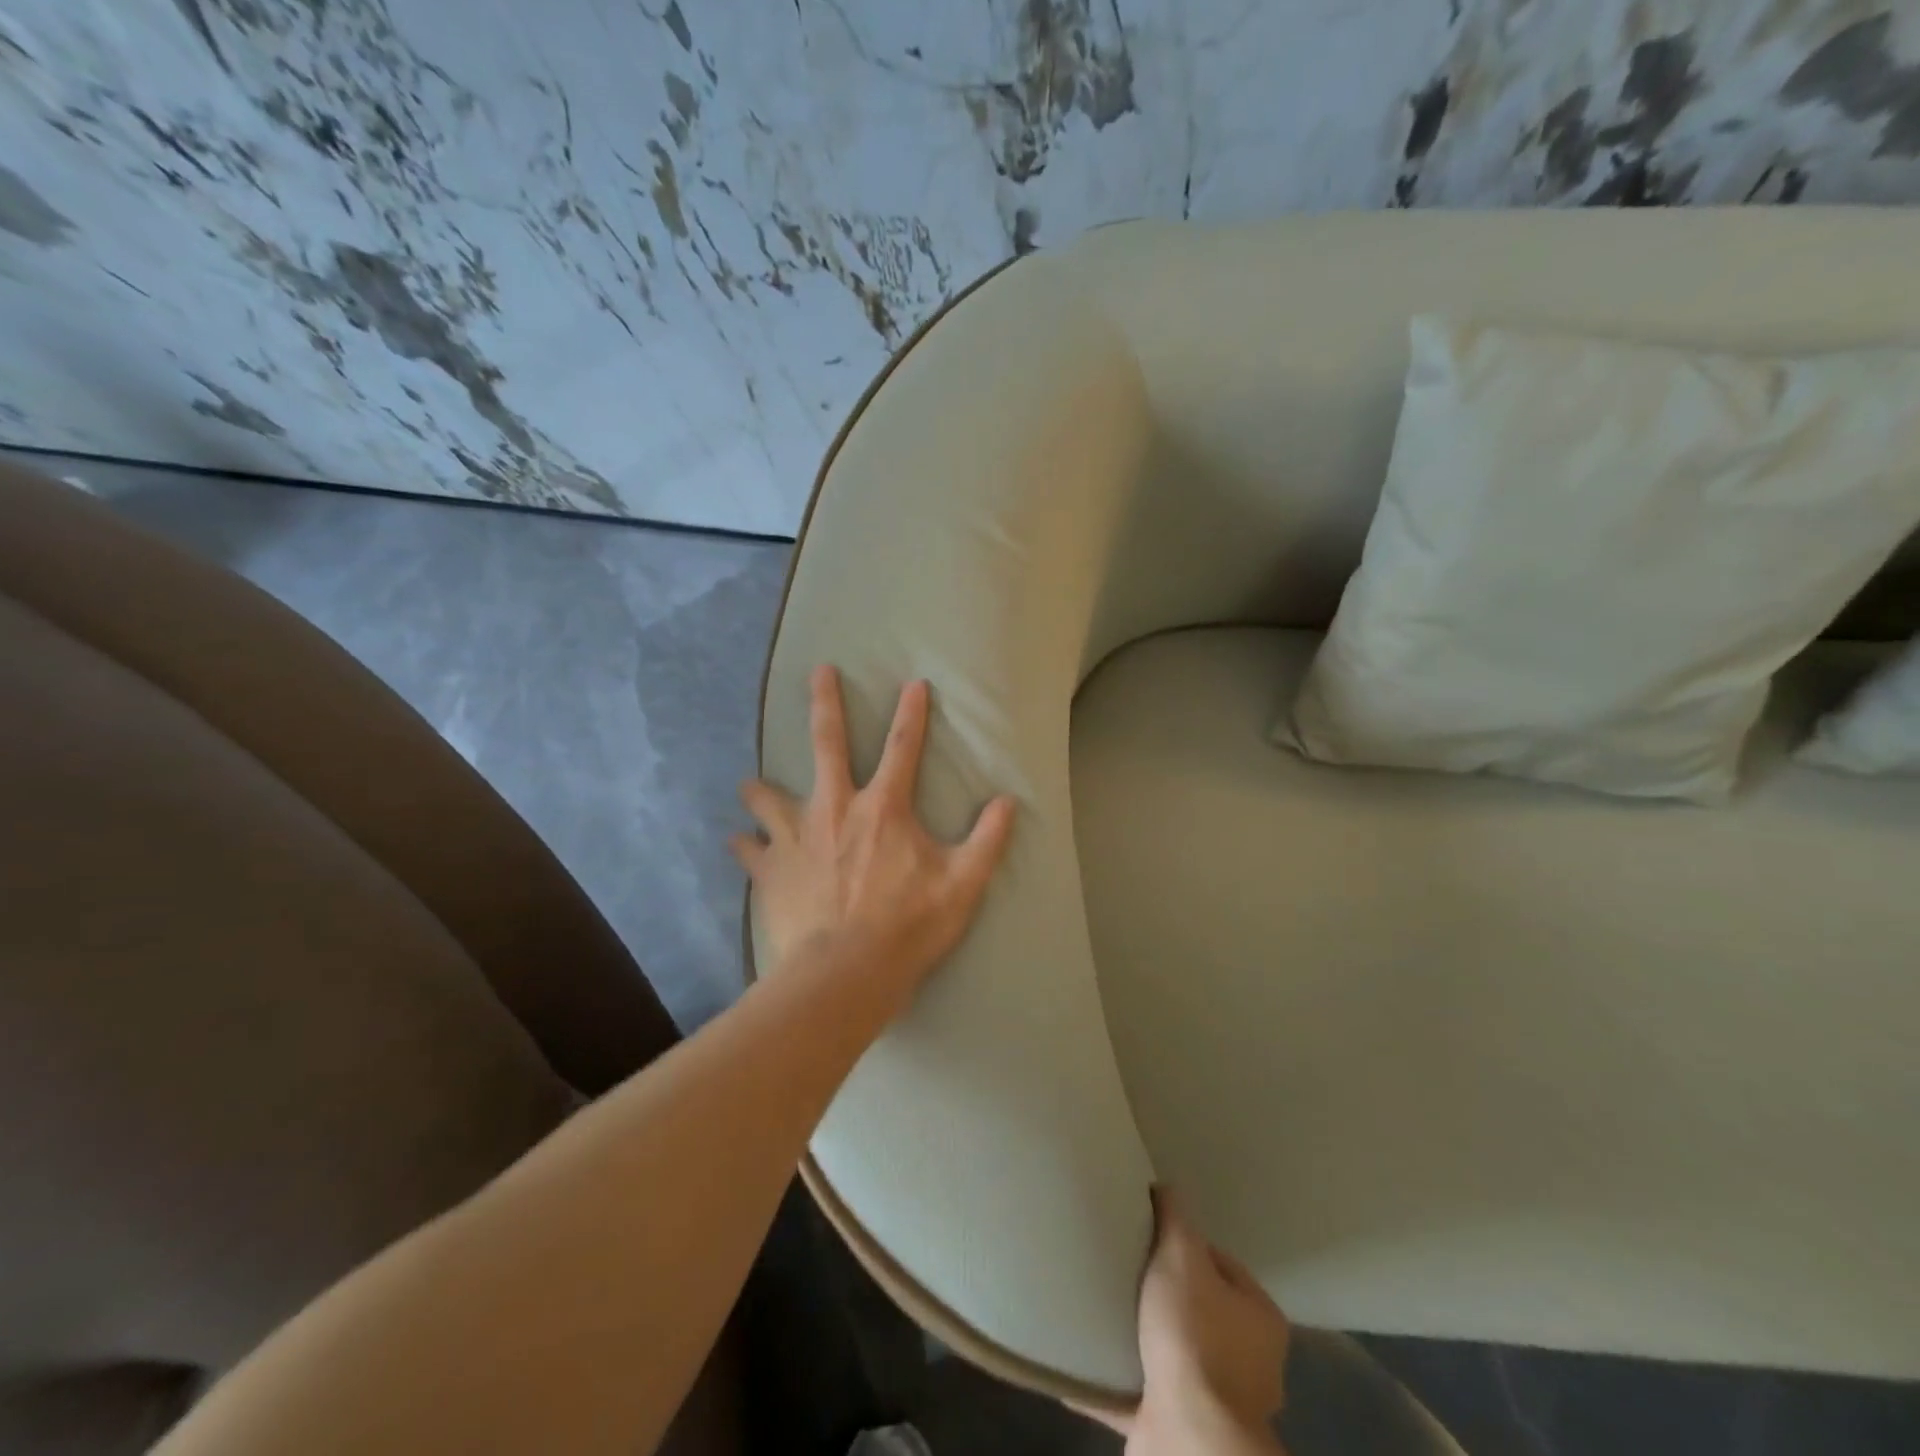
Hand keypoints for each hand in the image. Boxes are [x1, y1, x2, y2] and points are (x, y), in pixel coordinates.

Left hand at [731, 665, 1016, 1011]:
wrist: (846, 973)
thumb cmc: (908, 926)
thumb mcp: (963, 885)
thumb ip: (988, 840)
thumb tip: (1008, 802)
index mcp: (883, 808)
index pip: (903, 748)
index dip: (912, 713)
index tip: (914, 683)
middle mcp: (835, 808)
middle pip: (827, 743)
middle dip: (825, 703)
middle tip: (819, 671)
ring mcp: (797, 837)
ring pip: (770, 797)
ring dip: (760, 789)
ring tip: (751, 784)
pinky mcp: (771, 870)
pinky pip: (750, 850)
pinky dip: (744, 845)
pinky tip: (737, 843)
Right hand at [1081, 1187, 1290, 1452]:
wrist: (1189, 1434)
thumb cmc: (1194, 1336)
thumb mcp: (1182, 1255)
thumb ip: (1176, 1218)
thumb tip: (1166, 1187)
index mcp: (1257, 1317)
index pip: (1219, 1262)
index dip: (1182, 1243)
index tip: (1147, 1232)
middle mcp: (1245, 1362)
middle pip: (1194, 1307)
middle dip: (1158, 1290)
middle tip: (1120, 1264)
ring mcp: (1213, 1400)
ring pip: (1168, 1353)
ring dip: (1136, 1335)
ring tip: (1098, 1305)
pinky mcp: (1176, 1425)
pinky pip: (1136, 1391)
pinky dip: (1111, 1378)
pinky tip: (1082, 1360)